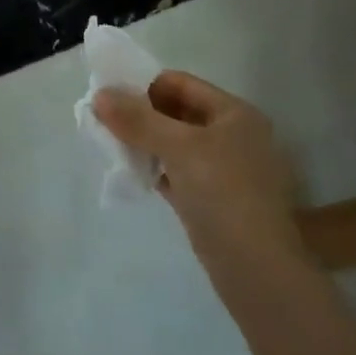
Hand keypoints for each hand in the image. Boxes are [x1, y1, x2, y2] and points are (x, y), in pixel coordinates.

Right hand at [93, 71, 302, 263]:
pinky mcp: (212, 199)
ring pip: (174, 143)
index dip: (143, 85)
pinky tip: (128, 170)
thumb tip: (99, 95)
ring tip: (110, 144)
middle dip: (140, 114)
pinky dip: (153, 167)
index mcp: (234, 113)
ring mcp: (224, 170)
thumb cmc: (223, 193)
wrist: (257, 270)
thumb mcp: (179, 147)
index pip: (180, 83)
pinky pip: (175, 171)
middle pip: (176, 112)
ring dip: (143, 141)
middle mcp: (232, 136)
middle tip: (103, 120)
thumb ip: (137, 119)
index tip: (108, 97)